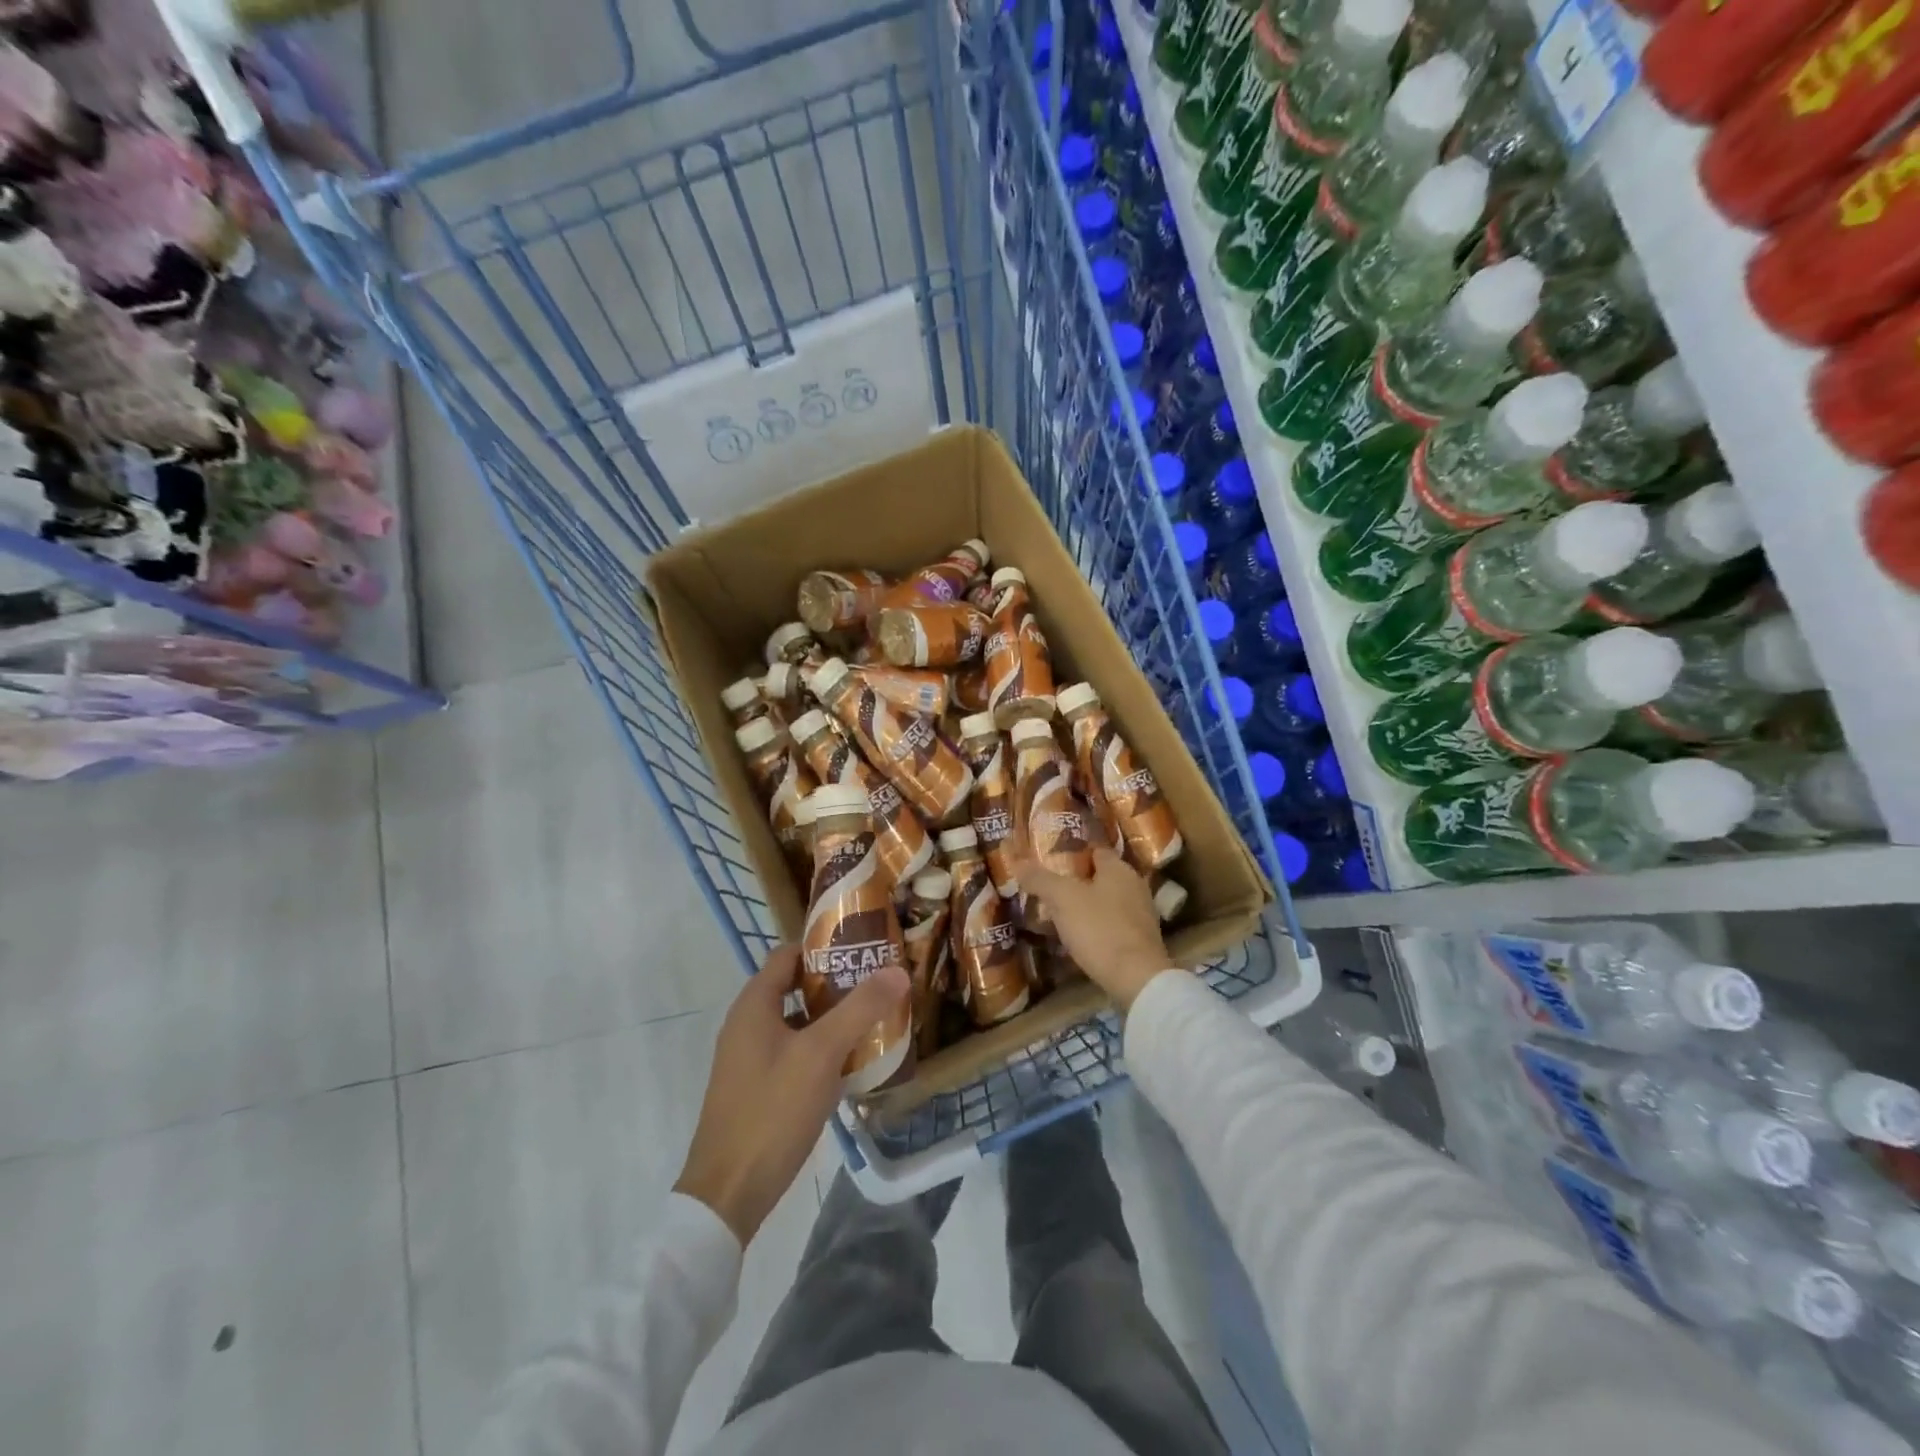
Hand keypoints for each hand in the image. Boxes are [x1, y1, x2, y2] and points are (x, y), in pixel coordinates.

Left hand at [675, 946, 909, 1243]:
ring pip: (797, 1023)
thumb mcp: (822, 1053)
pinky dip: (821, 1049)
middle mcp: (747, 1025)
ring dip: (832, 1018)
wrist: (728, 1193)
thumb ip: (860, 1008)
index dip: (822, 947)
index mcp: (754, 1005)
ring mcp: (750, 1059)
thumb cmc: (773, 1110)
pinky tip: (853, 1063)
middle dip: (836, 984)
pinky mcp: (758, 1089)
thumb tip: (897, 969)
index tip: (862, 948)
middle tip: (878, 983)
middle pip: (795, 987)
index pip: (788, 955)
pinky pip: (794, 1053)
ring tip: (875, 1019)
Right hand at [1015, 846, 1171, 1012]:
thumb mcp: (1062, 899)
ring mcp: (1141, 915)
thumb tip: (1018, 862)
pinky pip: (1113, 925)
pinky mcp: (1141, 941)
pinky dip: (1097, 927)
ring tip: (1059, 914)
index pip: (1095, 851)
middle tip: (1050, 888)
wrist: (1136, 979)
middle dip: (1078, 881)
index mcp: (1119, 869)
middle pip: (1101, 877)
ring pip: (1108, 902)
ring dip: (1087, 906)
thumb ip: (1040, 879)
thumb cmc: (1100, 929)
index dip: (1073, 853)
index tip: (1051, 861)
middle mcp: (1135, 886)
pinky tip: (1079, 937)